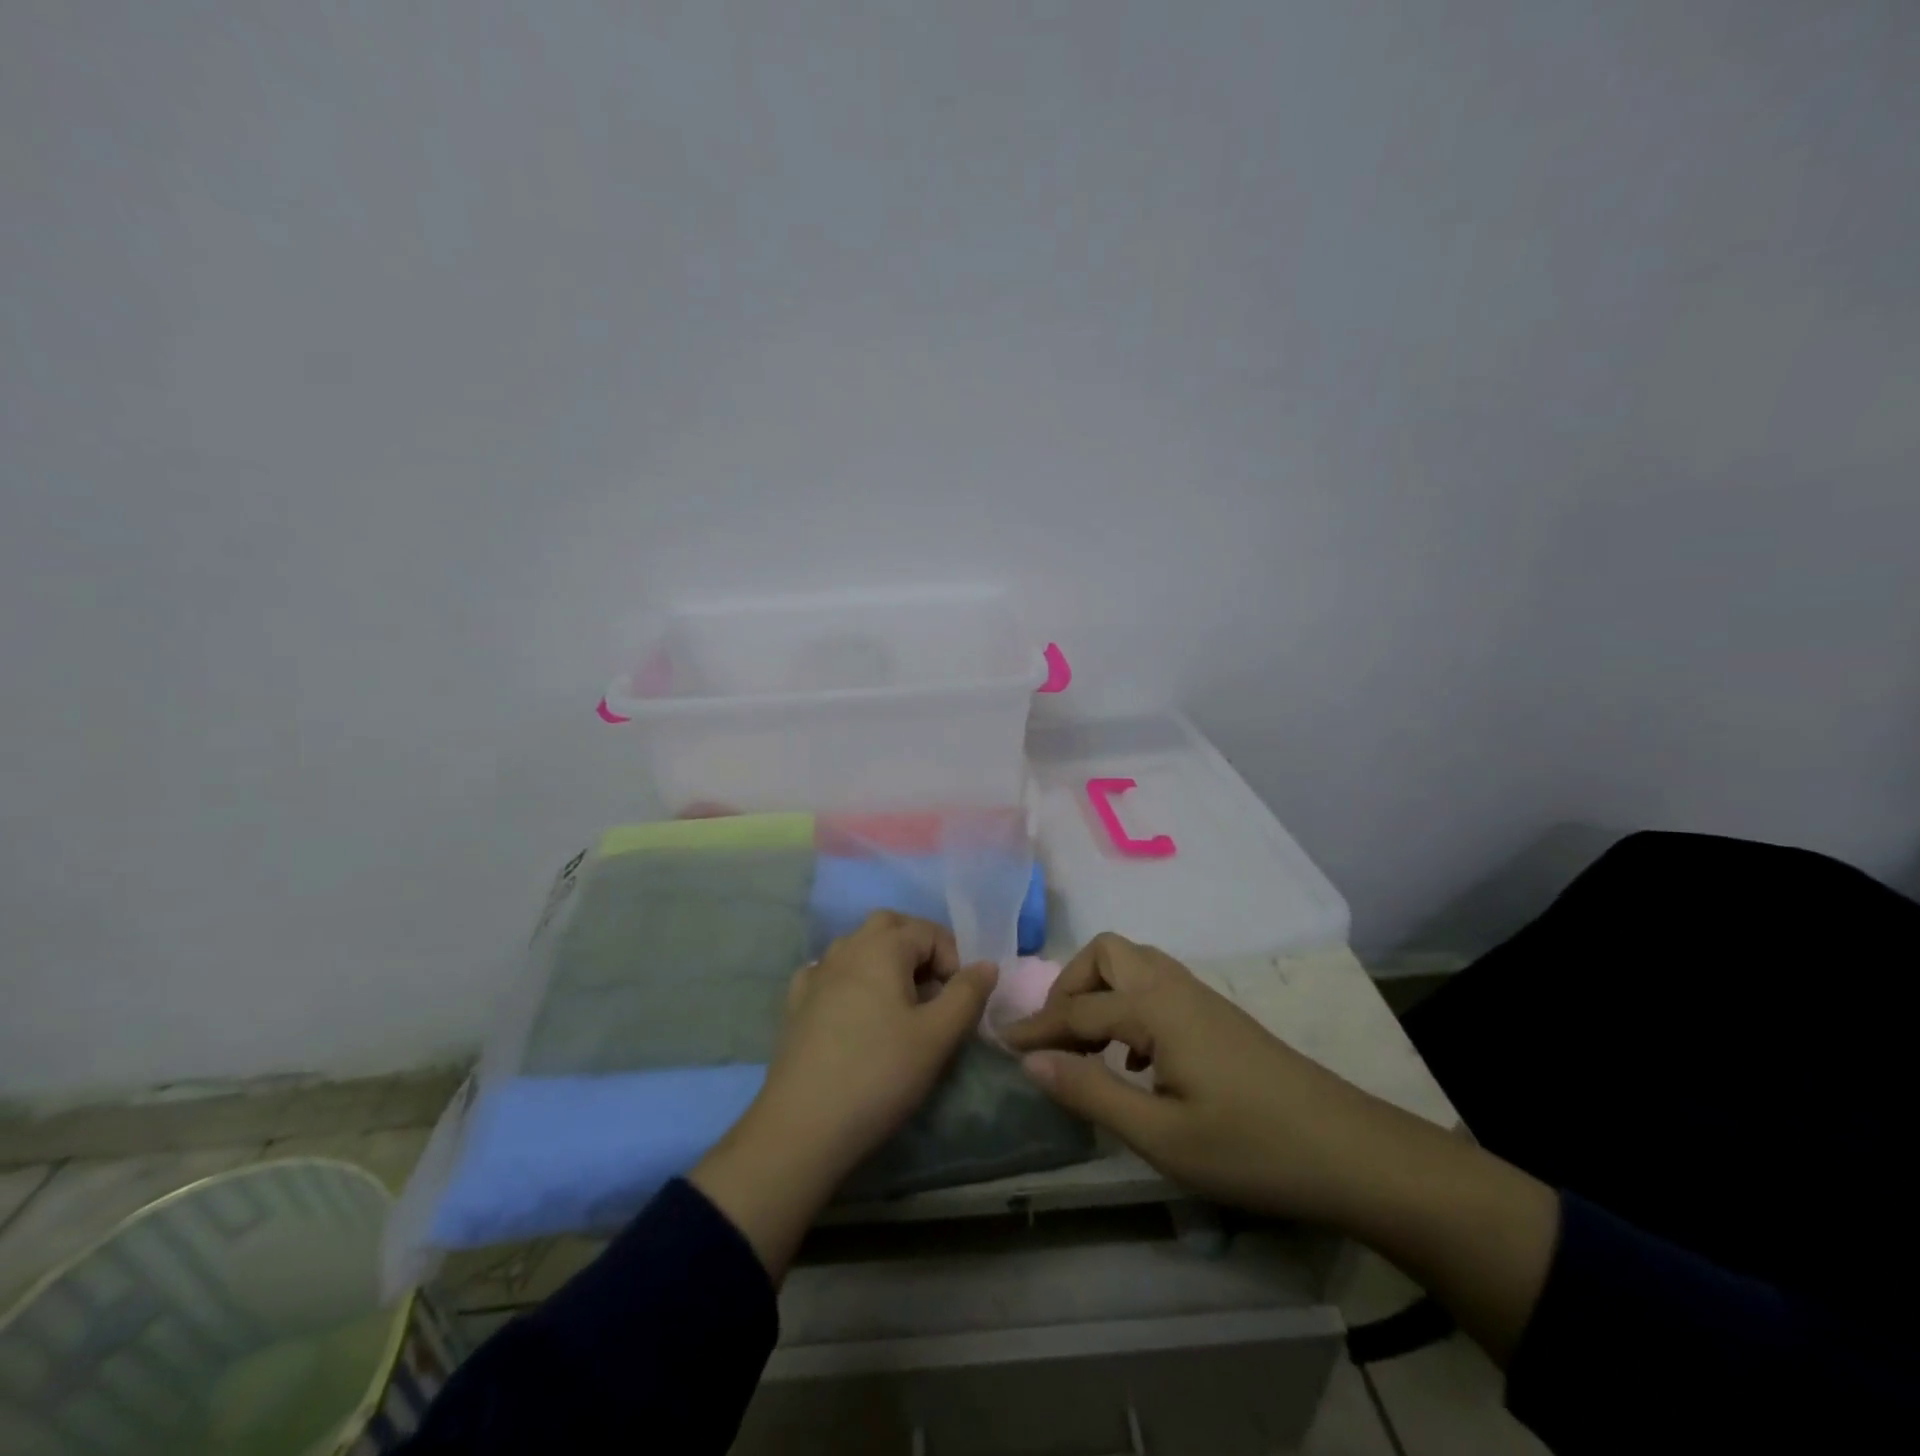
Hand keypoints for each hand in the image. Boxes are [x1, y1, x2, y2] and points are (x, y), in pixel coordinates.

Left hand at [692, 913, 995, 1278]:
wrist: (802, 1126)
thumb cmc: (879, 1074)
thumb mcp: (937, 1036)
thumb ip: (967, 994)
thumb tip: (986, 964)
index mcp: (882, 946)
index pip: (930, 932)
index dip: (954, 960)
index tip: (959, 1002)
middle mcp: (847, 947)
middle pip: (890, 926)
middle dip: (919, 948)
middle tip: (935, 991)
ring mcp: (816, 973)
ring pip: (859, 946)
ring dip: (886, 962)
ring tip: (901, 1006)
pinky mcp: (797, 1002)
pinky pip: (832, 973)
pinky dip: (853, 980)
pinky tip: (857, 1012)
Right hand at [1002, 933, 1396, 1224]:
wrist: (1351, 1151)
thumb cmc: (1251, 1147)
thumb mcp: (1161, 1136)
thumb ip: (1091, 1093)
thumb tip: (1030, 1062)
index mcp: (1155, 1008)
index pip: (1077, 1009)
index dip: (1035, 1028)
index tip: (1000, 1046)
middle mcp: (1174, 987)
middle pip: (1106, 953)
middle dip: (1069, 986)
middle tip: (1056, 1039)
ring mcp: (1200, 998)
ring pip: (1134, 965)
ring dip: (1100, 994)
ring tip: (1089, 1049)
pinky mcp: (1217, 1017)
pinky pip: (1155, 988)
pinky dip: (1128, 1008)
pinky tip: (1135, 1062)